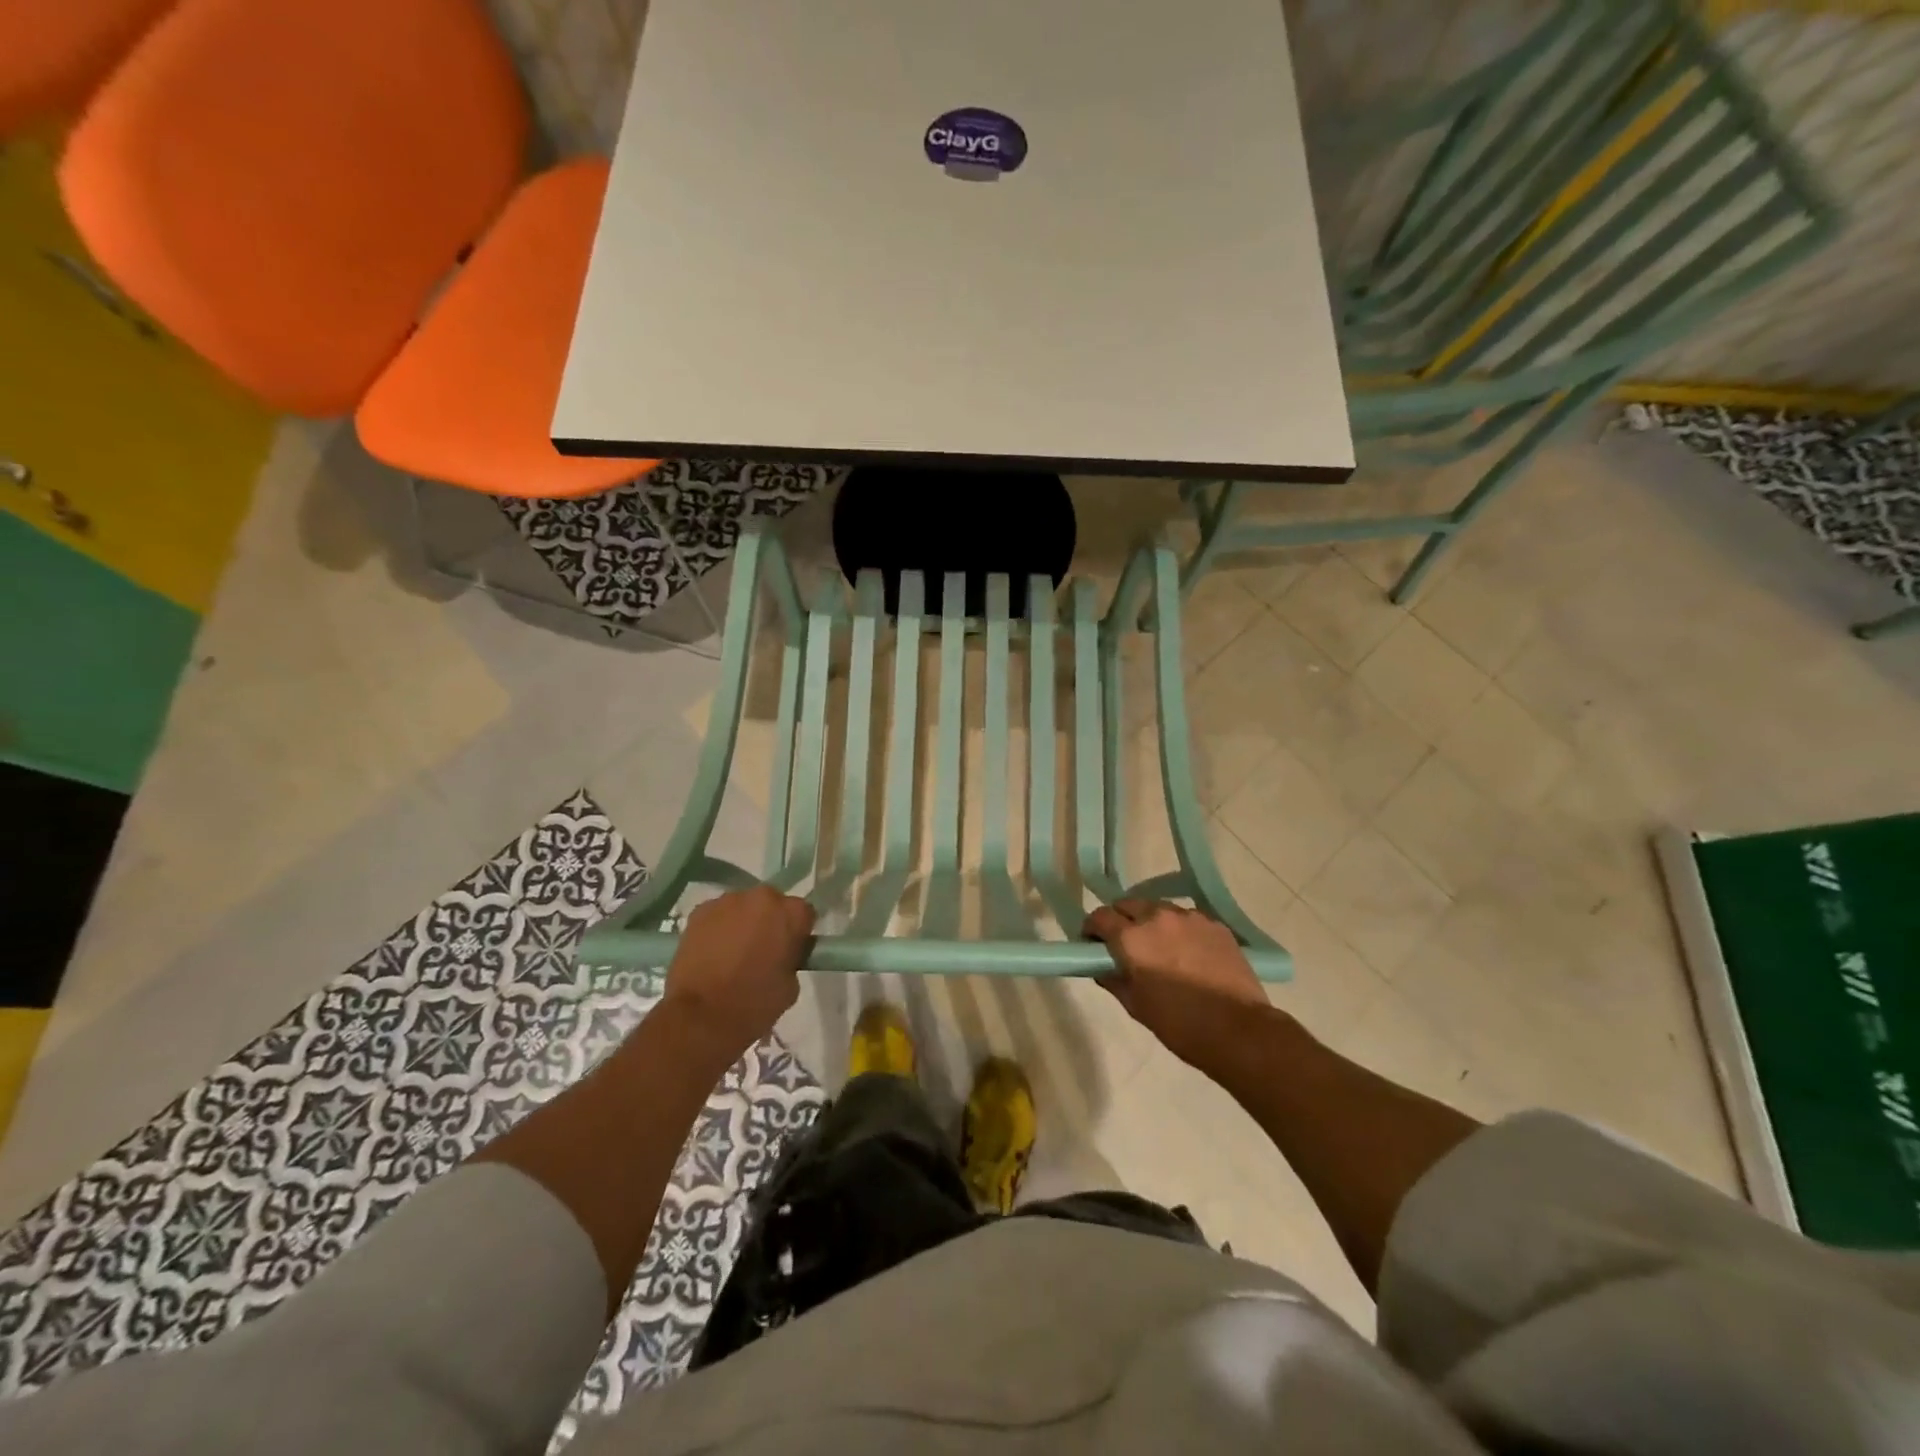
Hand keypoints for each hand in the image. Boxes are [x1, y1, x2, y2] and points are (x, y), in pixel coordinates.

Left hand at [661, 886, 814, 1062]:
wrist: (701, 1016)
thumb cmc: (754, 1003)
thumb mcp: (791, 985)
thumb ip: (791, 958)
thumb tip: (781, 954)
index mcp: (791, 912)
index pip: (804, 914)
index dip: (798, 933)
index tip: (790, 951)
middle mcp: (762, 897)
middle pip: (772, 904)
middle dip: (769, 922)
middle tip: (762, 951)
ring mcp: (727, 901)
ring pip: (742, 908)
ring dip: (742, 923)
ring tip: (732, 954)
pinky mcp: (699, 911)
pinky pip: (717, 916)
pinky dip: (718, 929)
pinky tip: (712, 954)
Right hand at [1083, 899, 1270, 1068]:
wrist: (1239, 1030)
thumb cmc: (1178, 1023)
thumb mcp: (1135, 1005)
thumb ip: (1112, 978)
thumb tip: (1100, 967)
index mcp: (1131, 937)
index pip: (1099, 917)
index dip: (1092, 930)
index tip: (1093, 945)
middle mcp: (1157, 917)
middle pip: (1128, 904)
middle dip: (1120, 920)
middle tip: (1124, 946)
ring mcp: (1189, 917)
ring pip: (1159, 909)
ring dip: (1151, 922)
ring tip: (1160, 949)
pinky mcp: (1215, 924)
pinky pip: (1187, 919)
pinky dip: (1179, 930)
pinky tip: (1188, 954)